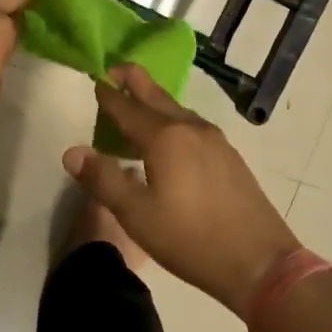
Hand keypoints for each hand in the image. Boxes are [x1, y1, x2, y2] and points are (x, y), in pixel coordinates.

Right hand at [61, 66, 301, 313]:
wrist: (259, 262)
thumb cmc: (191, 239)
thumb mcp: (137, 214)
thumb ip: (103, 179)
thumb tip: (72, 151)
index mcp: (166, 138)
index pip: (128, 108)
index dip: (109, 96)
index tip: (95, 81)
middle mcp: (191, 128)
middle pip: (157, 96)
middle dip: (135, 81)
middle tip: (117, 70)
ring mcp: (215, 141)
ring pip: (178, 110)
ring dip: (155, 103)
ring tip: (137, 107)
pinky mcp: (229, 156)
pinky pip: (192, 126)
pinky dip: (173, 121)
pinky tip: (170, 140)